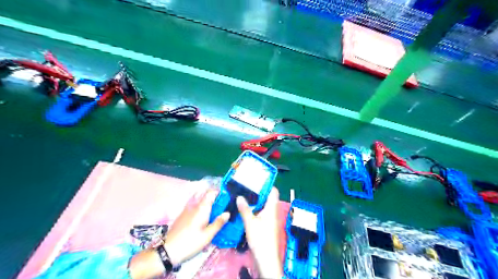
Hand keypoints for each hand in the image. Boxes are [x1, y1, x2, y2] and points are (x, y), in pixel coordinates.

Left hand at [165, 189, 230, 264]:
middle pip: (205, 193)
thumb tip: (227, 213)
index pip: (211, 192)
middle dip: (214, 195)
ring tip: (215, 208)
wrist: (168, 251)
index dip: (220, 191)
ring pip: (199, 198)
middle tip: (223, 202)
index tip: (227, 196)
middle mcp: (194, 205)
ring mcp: (187, 209)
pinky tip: (204, 214)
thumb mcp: (208, 235)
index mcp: (202, 208)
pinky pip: (194, 204)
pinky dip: (201, 204)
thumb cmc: (190, 243)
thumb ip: (218, 223)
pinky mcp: (183, 214)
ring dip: (207, 199)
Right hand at [236, 187, 281, 278]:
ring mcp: (269, 219)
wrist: (266, 259)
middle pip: (267, 197)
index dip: (267, 184)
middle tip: (246, 186)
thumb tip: (239, 196)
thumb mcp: (250, 223)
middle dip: (258, 192)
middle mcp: (272, 212)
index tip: (257, 179)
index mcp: (271, 208)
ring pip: (263, 205)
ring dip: (255, 201)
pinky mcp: (266, 225)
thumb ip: (245, 209)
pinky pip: (260, 213)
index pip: (273, 191)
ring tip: (244, 195)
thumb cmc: (261, 239)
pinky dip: (254, 209)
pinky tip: (245, 209)